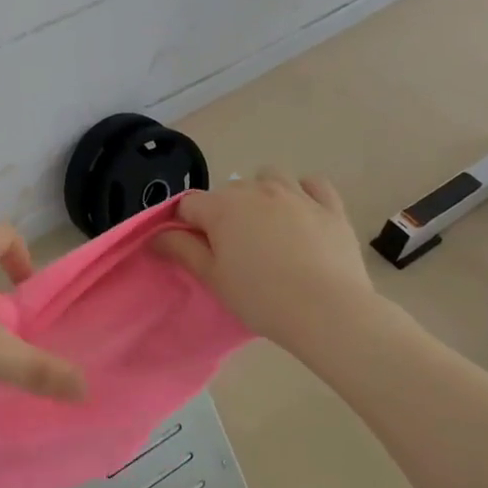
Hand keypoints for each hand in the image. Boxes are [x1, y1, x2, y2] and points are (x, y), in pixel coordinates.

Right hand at [154, 172, 380, 347]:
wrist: (327, 311)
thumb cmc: (261, 297)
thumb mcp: (213, 278)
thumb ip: (182, 250)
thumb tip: (157, 235)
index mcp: (223, 207)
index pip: (190, 205)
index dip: (186, 225)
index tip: (194, 250)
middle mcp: (257, 190)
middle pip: (229, 191)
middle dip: (224, 212)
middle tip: (232, 249)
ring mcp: (297, 194)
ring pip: (270, 176)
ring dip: (262, 192)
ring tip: (267, 225)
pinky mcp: (330, 206)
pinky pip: (312, 184)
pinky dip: (303, 192)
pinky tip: (302, 212)